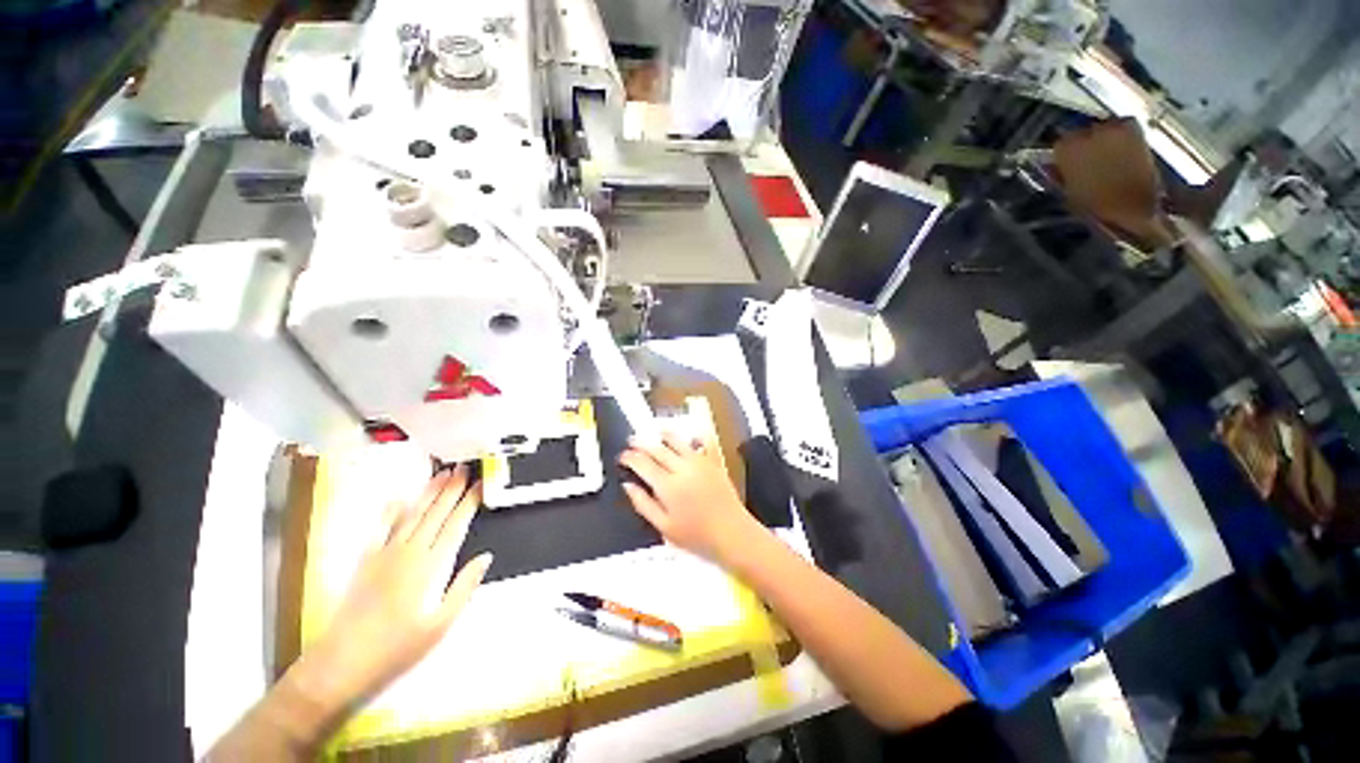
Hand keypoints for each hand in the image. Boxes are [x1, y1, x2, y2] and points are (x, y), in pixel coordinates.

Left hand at [287, 465, 492, 718]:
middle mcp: (410, 552)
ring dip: (429, 492)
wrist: (344, 660)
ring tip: (443, 473)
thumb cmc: (398, 646)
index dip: (469, 502)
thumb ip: (464, 587)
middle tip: (465, 467)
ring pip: (413, 514)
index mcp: (431, 566)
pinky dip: (391, 511)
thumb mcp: (441, 624)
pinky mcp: (366, 560)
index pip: (456, 525)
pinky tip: (399, 498)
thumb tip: (485, 557)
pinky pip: (380, 529)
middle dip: (452, 488)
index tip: (481, 485)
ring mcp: (385, 553)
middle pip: (436, 513)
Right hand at [619, 434, 764, 563]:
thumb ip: (643, 504)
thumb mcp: (664, 527)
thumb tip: (628, 486)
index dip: (629, 457)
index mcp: (668, 486)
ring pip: (678, 441)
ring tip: (655, 434)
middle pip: (657, 449)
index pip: (643, 464)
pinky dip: (694, 436)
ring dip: (663, 435)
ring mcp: (700, 462)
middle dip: (641, 443)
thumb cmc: (696, 536)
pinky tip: (689, 435)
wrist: (732, 533)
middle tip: (631, 440)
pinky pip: (703, 442)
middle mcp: (682, 468)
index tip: (622, 456)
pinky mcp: (714, 462)